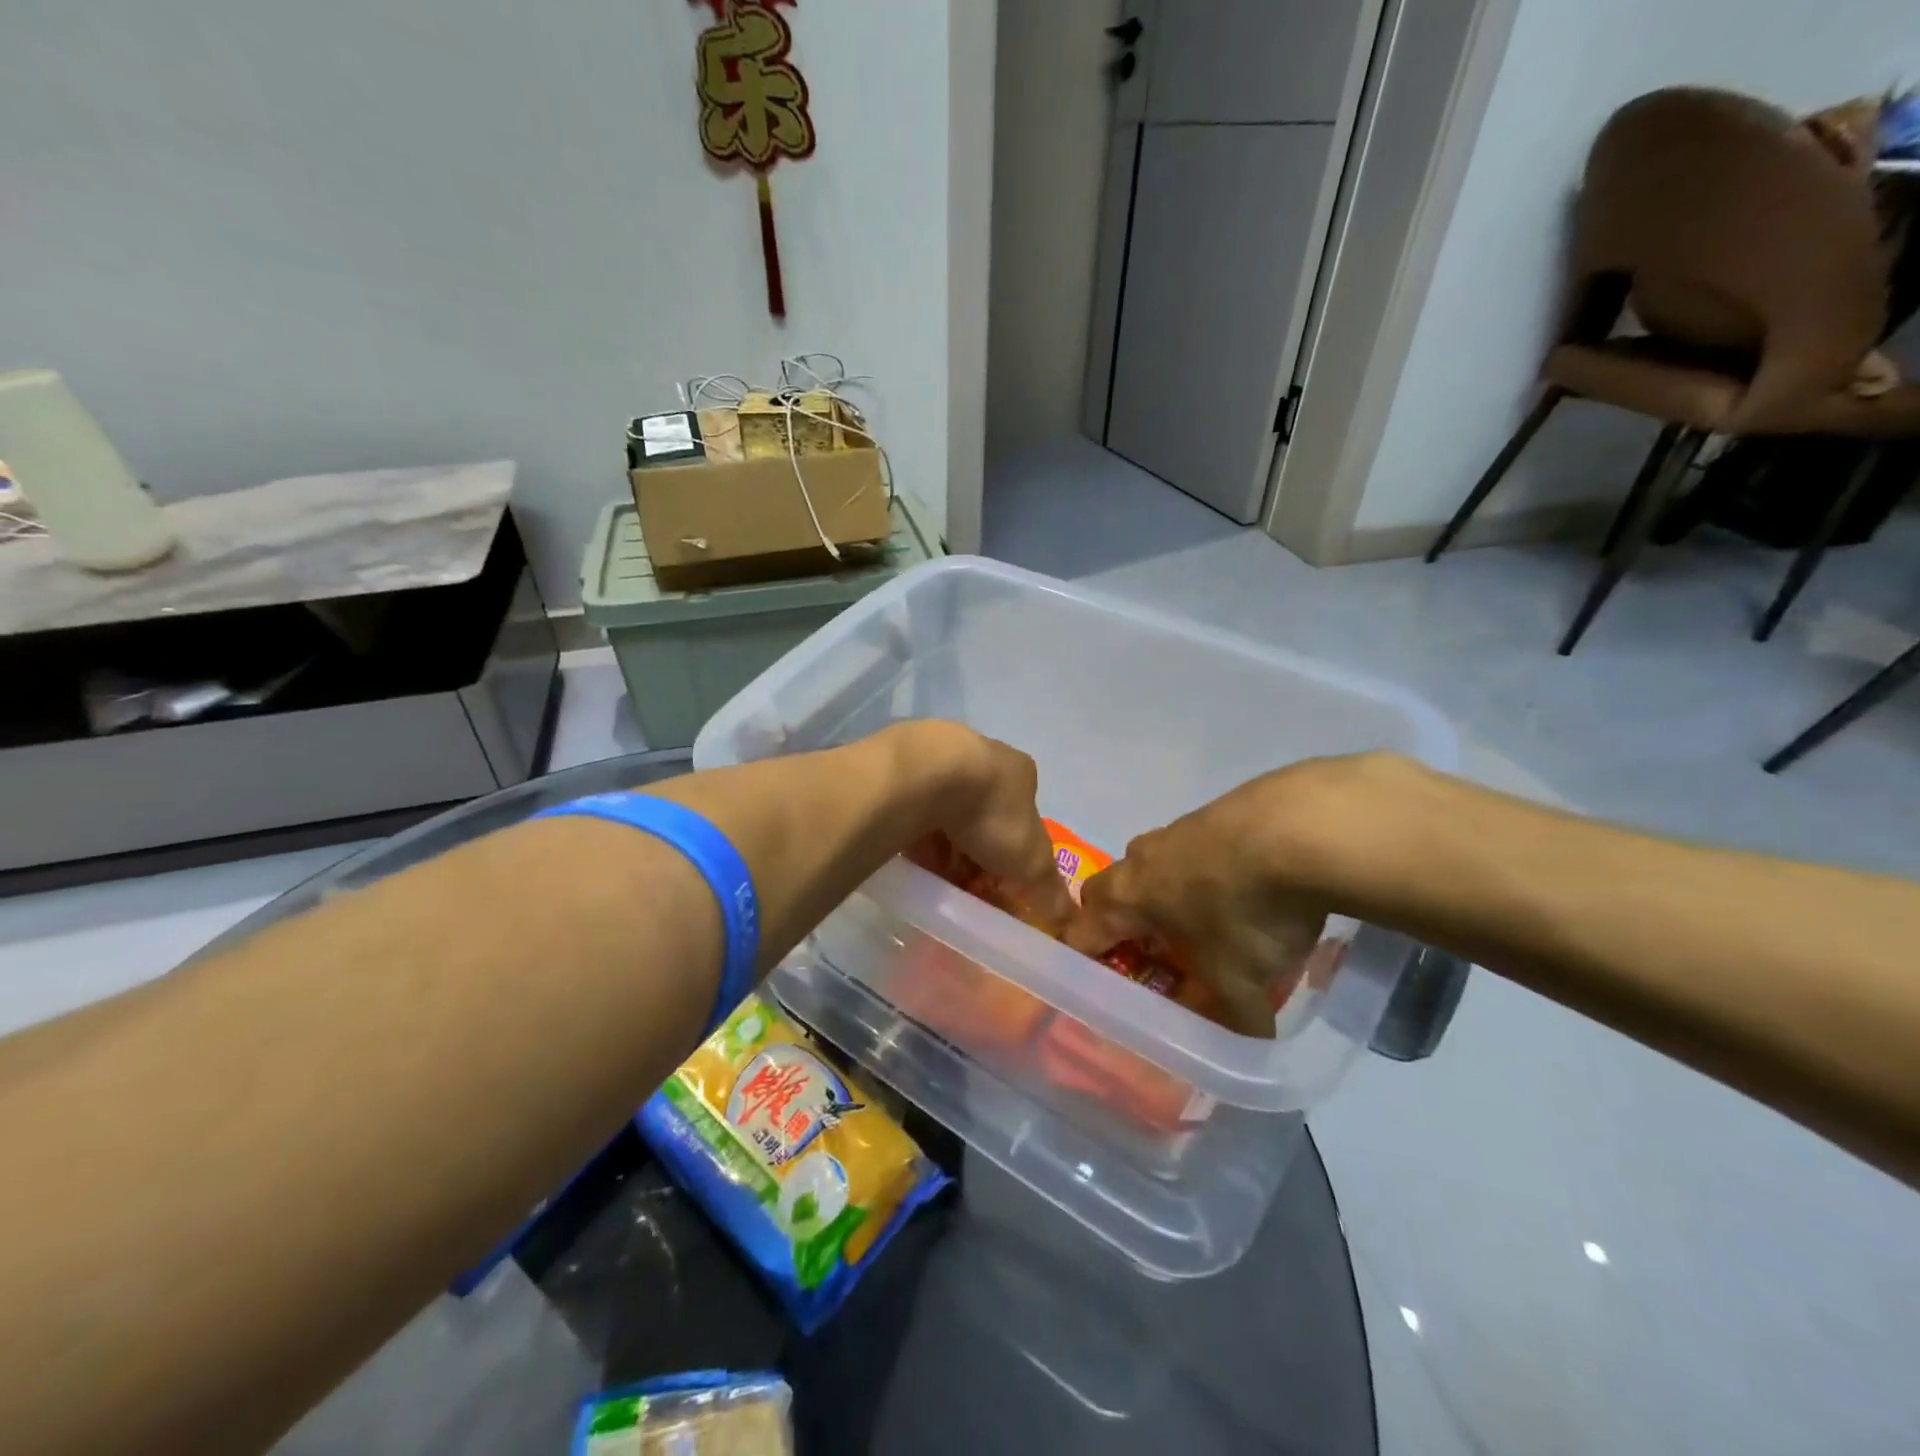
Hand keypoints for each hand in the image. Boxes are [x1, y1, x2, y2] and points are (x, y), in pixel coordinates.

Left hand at [897, 722, 1074, 933]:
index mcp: (1018, 773)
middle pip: (984, 818)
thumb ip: (1049, 887)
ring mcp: (940, 760)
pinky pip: (913, 810)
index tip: (1002, 884)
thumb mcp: (1031, 859)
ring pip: (946, 814)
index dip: (1015, 856)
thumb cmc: (989, 812)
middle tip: (968, 886)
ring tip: (938, 879)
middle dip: (977, 854)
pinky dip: (915, 835)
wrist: (926, 775)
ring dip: (945, 846)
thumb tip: (1068, 917)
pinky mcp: (903, 769)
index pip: (1023, 819)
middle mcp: (982, 758)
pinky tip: (912, 858)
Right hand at [1065, 755, 1410, 1035]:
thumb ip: (1236, 1018)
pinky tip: (1249, 890)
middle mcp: (1140, 860)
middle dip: (1124, 924)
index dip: (1081, 963)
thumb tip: (1251, 1040)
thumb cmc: (1246, 911)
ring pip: (1154, 868)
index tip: (1098, 988)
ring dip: (1169, 896)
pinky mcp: (1215, 812)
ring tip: (1209, 925)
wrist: (1300, 828)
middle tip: (1154, 957)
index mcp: (1126, 898)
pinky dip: (1208, 874)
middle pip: (1110, 893)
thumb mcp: (1241, 982)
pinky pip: (1195, 851)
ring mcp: (1176, 829)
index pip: (1079, 933)